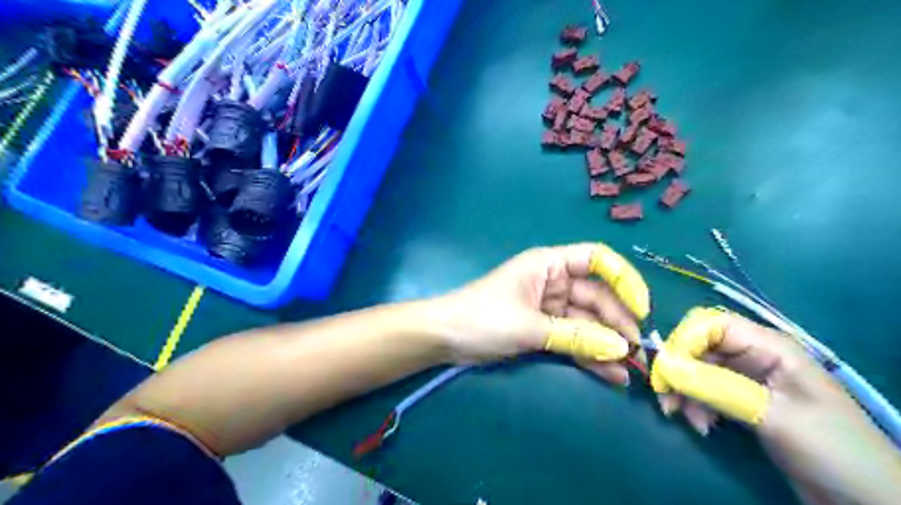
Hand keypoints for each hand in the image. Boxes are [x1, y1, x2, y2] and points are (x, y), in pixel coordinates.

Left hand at [432, 243, 647, 384]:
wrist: (445, 338)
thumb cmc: (484, 318)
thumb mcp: (530, 326)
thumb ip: (575, 336)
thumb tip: (620, 349)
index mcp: (548, 265)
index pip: (596, 259)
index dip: (623, 278)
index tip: (641, 307)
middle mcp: (553, 282)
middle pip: (597, 296)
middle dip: (617, 323)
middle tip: (636, 353)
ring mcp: (549, 308)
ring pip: (587, 322)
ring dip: (607, 344)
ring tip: (629, 370)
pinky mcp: (543, 330)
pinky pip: (573, 339)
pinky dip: (589, 354)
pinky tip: (609, 374)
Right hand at [656, 309, 900, 504]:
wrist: (866, 498)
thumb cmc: (830, 448)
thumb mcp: (771, 415)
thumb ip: (716, 387)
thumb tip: (665, 365)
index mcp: (768, 346)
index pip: (709, 325)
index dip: (682, 342)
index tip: (665, 372)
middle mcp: (753, 354)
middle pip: (699, 347)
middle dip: (678, 371)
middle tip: (667, 401)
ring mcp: (748, 377)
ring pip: (698, 369)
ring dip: (685, 391)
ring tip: (687, 419)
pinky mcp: (744, 399)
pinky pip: (706, 390)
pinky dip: (697, 404)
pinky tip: (702, 425)